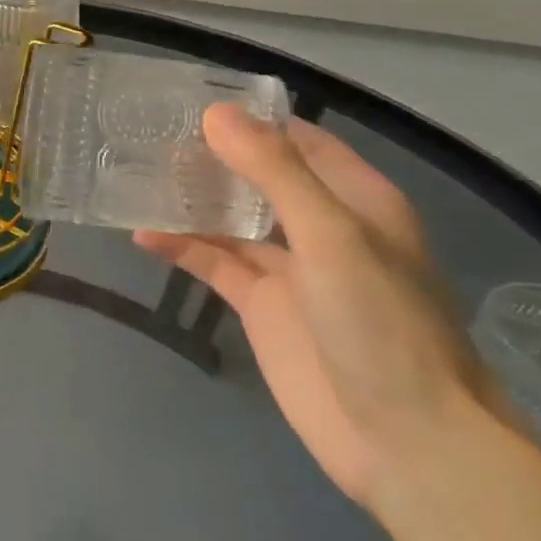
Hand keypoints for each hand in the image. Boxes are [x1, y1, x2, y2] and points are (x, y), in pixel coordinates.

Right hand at [136, 108, 492, 507]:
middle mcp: (320, 226)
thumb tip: (215, 114)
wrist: (405, 440)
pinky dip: (182, 249)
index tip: (190, 100)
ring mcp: (288, 269)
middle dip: (210, 157)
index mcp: (354, 199)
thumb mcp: (331, 236)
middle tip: (148, 134)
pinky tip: (143, 235)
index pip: (297, 140)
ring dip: (190, 201)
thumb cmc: (381, 324)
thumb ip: (273, 173)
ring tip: (135, 176)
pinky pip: (214, 264)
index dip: (250, 118)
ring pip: (230, 220)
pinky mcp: (261, 306)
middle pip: (257, 178)